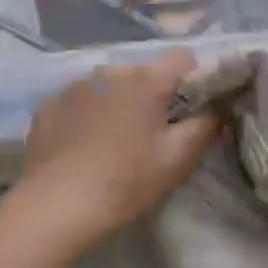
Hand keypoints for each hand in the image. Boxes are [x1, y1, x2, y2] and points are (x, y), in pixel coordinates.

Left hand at [17, 49, 220, 247]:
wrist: (55, 209)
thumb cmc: (126, 181)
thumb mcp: (179, 158)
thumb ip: (207, 124)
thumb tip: (220, 104)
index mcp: (147, 79)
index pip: (183, 58)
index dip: (193, 80)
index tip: (191, 111)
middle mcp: (110, 72)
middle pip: (144, 74)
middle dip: (152, 96)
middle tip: (151, 136)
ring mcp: (74, 87)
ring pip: (109, 88)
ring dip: (117, 105)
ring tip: (112, 144)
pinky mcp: (47, 107)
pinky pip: (78, 103)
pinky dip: (86, 118)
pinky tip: (81, 149)